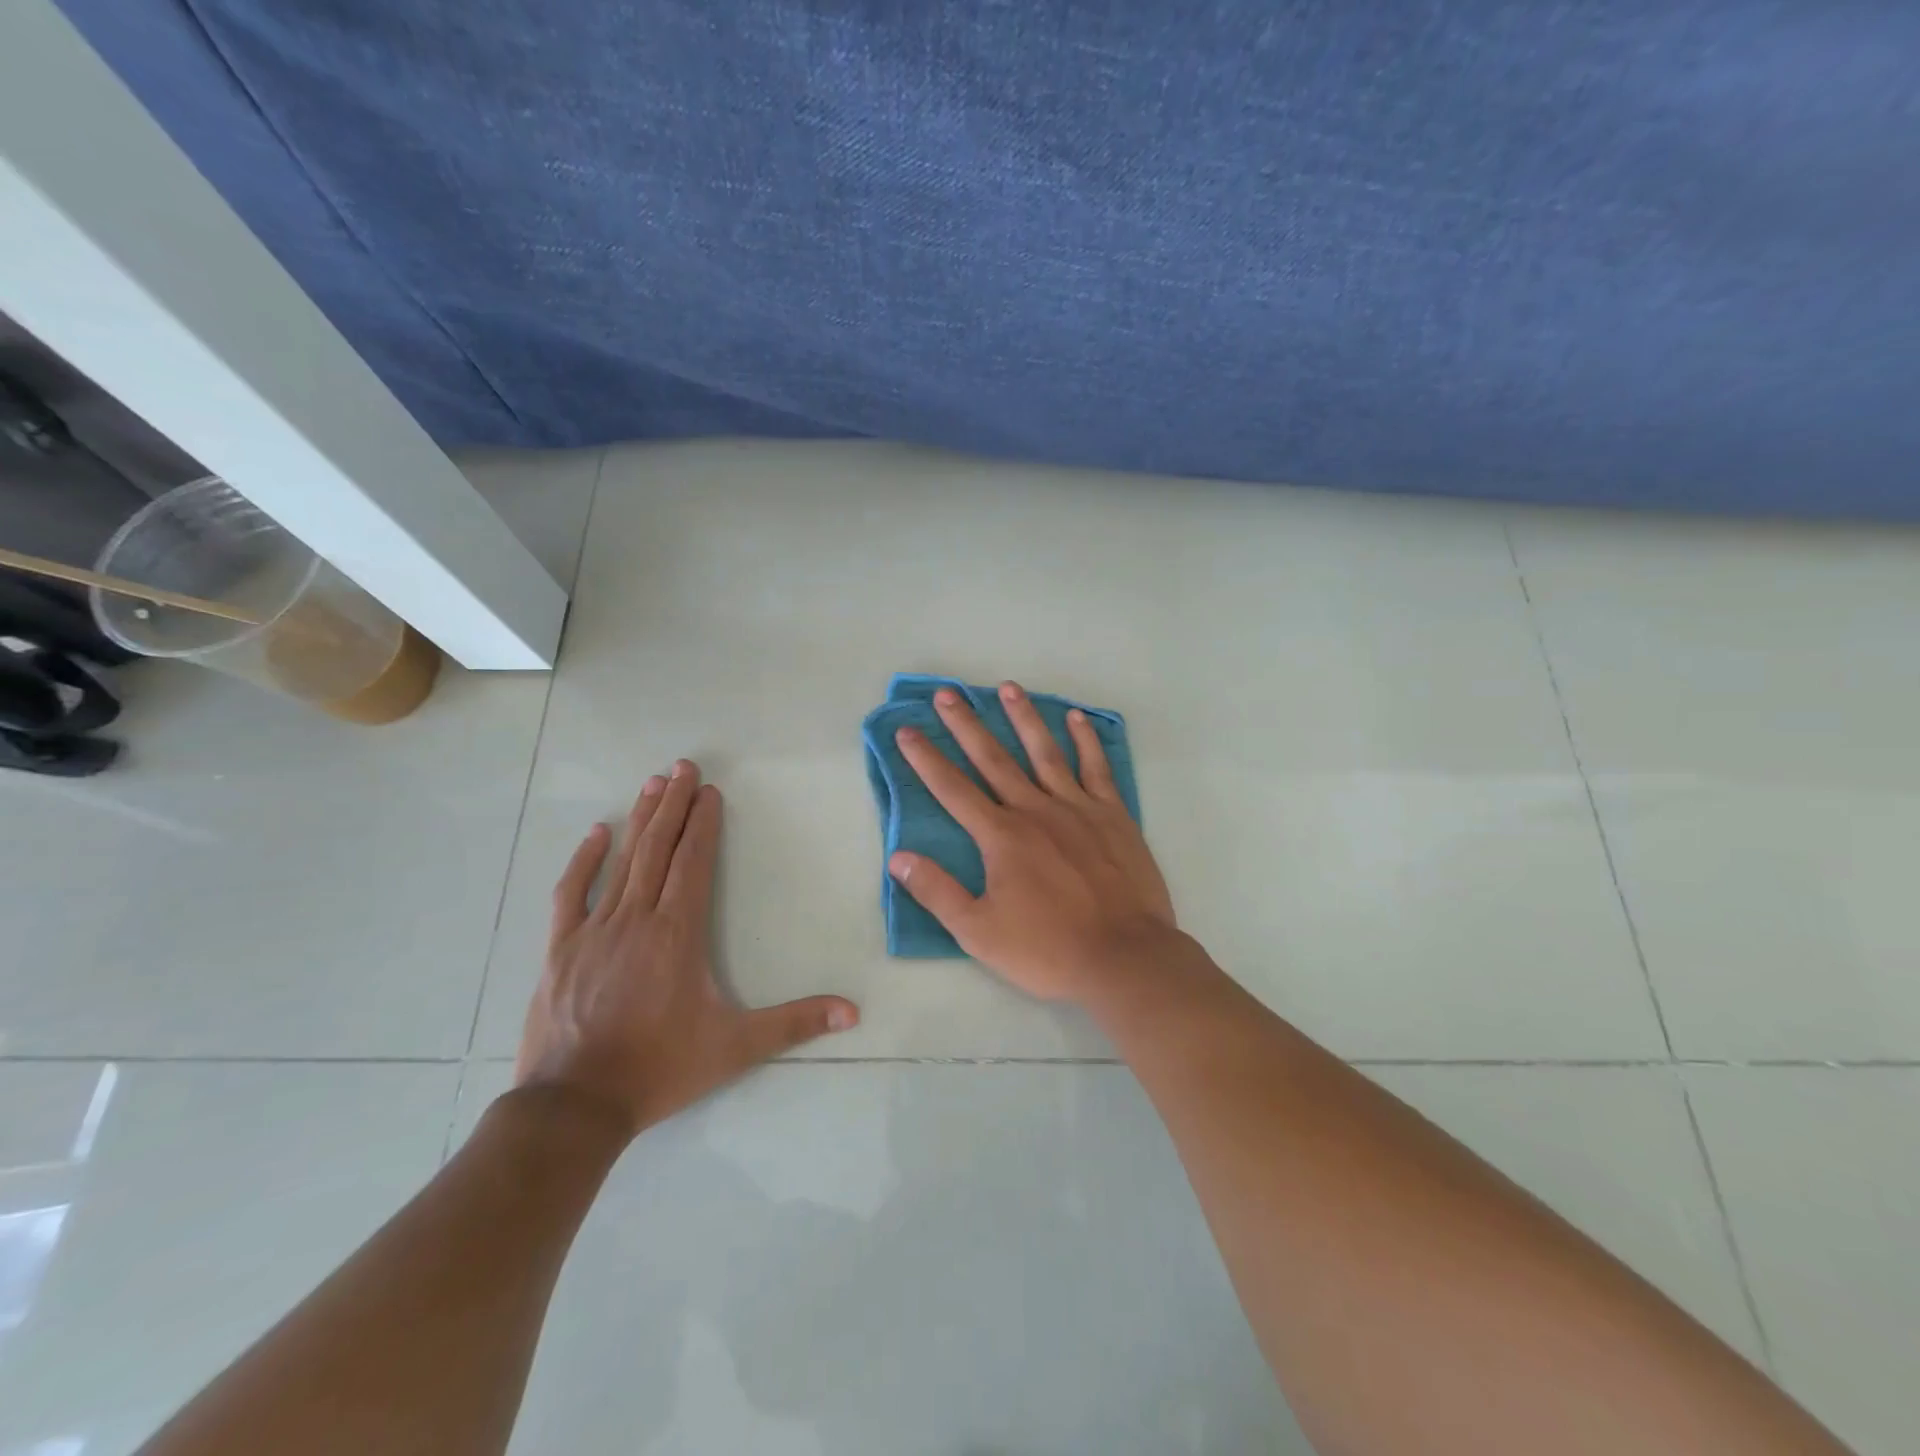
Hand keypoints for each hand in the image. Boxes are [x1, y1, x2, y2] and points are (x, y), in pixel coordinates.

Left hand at [516, 760, 859, 1136]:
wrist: (575, 1105)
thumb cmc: (660, 1067)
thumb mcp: (735, 1046)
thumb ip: (795, 1023)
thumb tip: (853, 1011)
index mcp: (678, 932)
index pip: (693, 862)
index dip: (703, 824)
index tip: (709, 791)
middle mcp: (637, 918)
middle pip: (659, 849)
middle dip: (673, 804)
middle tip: (682, 766)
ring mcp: (594, 930)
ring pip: (622, 862)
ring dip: (640, 821)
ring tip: (652, 784)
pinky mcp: (560, 949)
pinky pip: (572, 893)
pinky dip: (584, 861)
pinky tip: (597, 834)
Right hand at [888, 683, 1177, 1003]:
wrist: (1124, 957)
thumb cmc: (1048, 950)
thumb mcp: (979, 932)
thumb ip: (937, 892)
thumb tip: (898, 857)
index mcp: (1001, 837)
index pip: (953, 789)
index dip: (926, 759)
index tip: (907, 730)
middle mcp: (1035, 810)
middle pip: (994, 759)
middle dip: (967, 725)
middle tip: (948, 693)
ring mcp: (1078, 808)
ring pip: (1045, 752)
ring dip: (1024, 718)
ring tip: (1008, 687)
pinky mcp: (1113, 816)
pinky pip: (1096, 768)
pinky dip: (1085, 741)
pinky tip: (1075, 718)